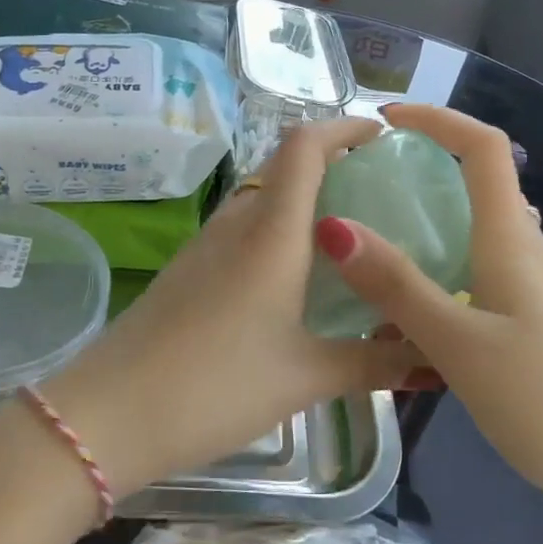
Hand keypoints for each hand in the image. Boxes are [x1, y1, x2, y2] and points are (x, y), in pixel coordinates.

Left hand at [33, 118, 423, 496]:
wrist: (108, 416)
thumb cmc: (215, 385)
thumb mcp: (306, 377)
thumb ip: (374, 362)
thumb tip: (434, 359)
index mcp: (271, 232)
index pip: (305, 146)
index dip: (345, 127)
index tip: (384, 137)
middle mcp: (238, 223)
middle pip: (286, 163)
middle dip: (334, 161)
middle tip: (381, 188)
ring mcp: (208, 244)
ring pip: (264, 196)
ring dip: (305, 196)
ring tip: (349, 231)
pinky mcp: (190, 268)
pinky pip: (245, 227)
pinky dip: (280, 227)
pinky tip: (299, 274)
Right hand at [314, 104, 542, 523]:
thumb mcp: (458, 344)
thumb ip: (398, 286)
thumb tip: (336, 227)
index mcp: (510, 238)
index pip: (482, 146)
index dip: (436, 119)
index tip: (384, 122)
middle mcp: (525, 247)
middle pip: (477, 180)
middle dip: (423, 166)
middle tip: (364, 186)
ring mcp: (533, 284)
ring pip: (476, 228)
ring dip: (428, 220)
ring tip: (373, 242)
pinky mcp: (532, 316)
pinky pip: (479, 267)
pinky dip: (441, 265)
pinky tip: (411, 306)